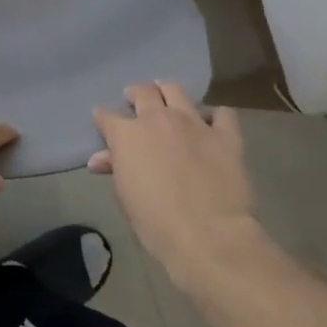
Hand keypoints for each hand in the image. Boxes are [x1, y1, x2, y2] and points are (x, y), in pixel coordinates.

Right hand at [91, 82, 261, 293]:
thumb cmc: (156, 224)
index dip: (102, 118)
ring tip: (168, 101)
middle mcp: (159, 119)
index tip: (102, 121)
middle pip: (143, 92)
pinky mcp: (225, 135)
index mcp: (128, 135)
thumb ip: (115, 169)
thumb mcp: (125, 198)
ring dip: (167, 93)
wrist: (208, 236)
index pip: (107, 116)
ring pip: (176, 90)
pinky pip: (221, 113)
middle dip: (136, 94)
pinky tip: (211, 125)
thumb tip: (100, 158)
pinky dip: (214, 116)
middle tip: (135, 101)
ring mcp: (194, 123)